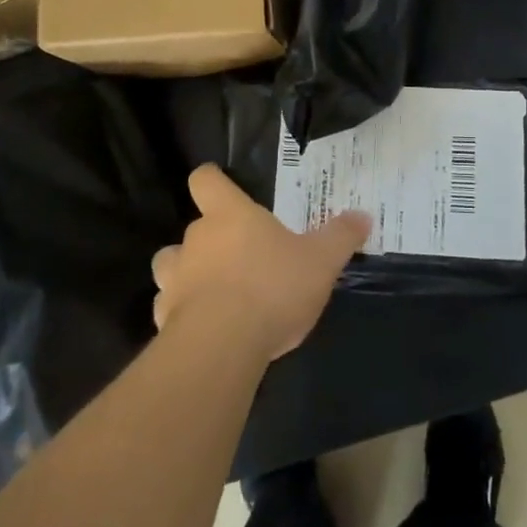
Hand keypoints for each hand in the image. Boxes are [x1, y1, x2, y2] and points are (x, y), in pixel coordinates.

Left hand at [151, 165, 371, 360]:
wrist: (221, 345)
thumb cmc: (272, 287)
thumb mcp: (321, 261)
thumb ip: (340, 236)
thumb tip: (363, 215)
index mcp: (229, 215)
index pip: (205, 180)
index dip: (212, 181)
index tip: (222, 188)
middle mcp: (196, 238)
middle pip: (194, 226)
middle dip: (213, 241)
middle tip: (243, 259)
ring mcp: (175, 277)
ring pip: (172, 264)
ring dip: (188, 273)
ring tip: (214, 292)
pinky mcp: (163, 317)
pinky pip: (169, 307)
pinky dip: (182, 314)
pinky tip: (206, 330)